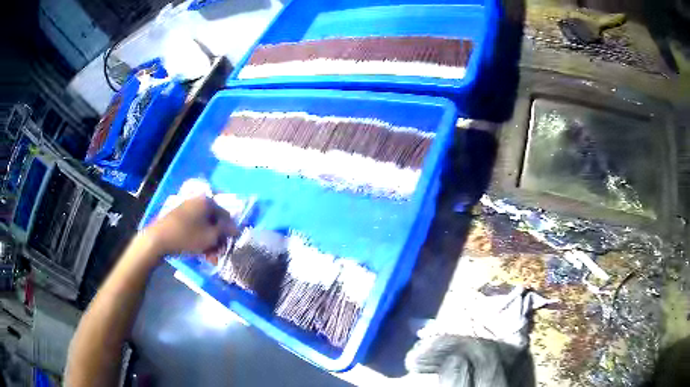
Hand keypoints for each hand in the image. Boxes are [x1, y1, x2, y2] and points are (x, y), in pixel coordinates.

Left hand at [144, 196, 237, 256]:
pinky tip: (200, 253)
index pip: (226, 216)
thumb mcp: (210, 237)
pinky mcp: (179, 217)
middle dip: (218, 240)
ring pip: (205, 227)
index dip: (230, 232)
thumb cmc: (187, 237)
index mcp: (207, 201)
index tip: (230, 247)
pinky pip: (195, 227)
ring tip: (209, 258)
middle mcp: (198, 201)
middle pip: (215, 222)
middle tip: (218, 255)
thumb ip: (225, 231)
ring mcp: (187, 208)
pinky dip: (199, 239)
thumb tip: (236, 228)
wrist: (158, 239)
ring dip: (210, 242)